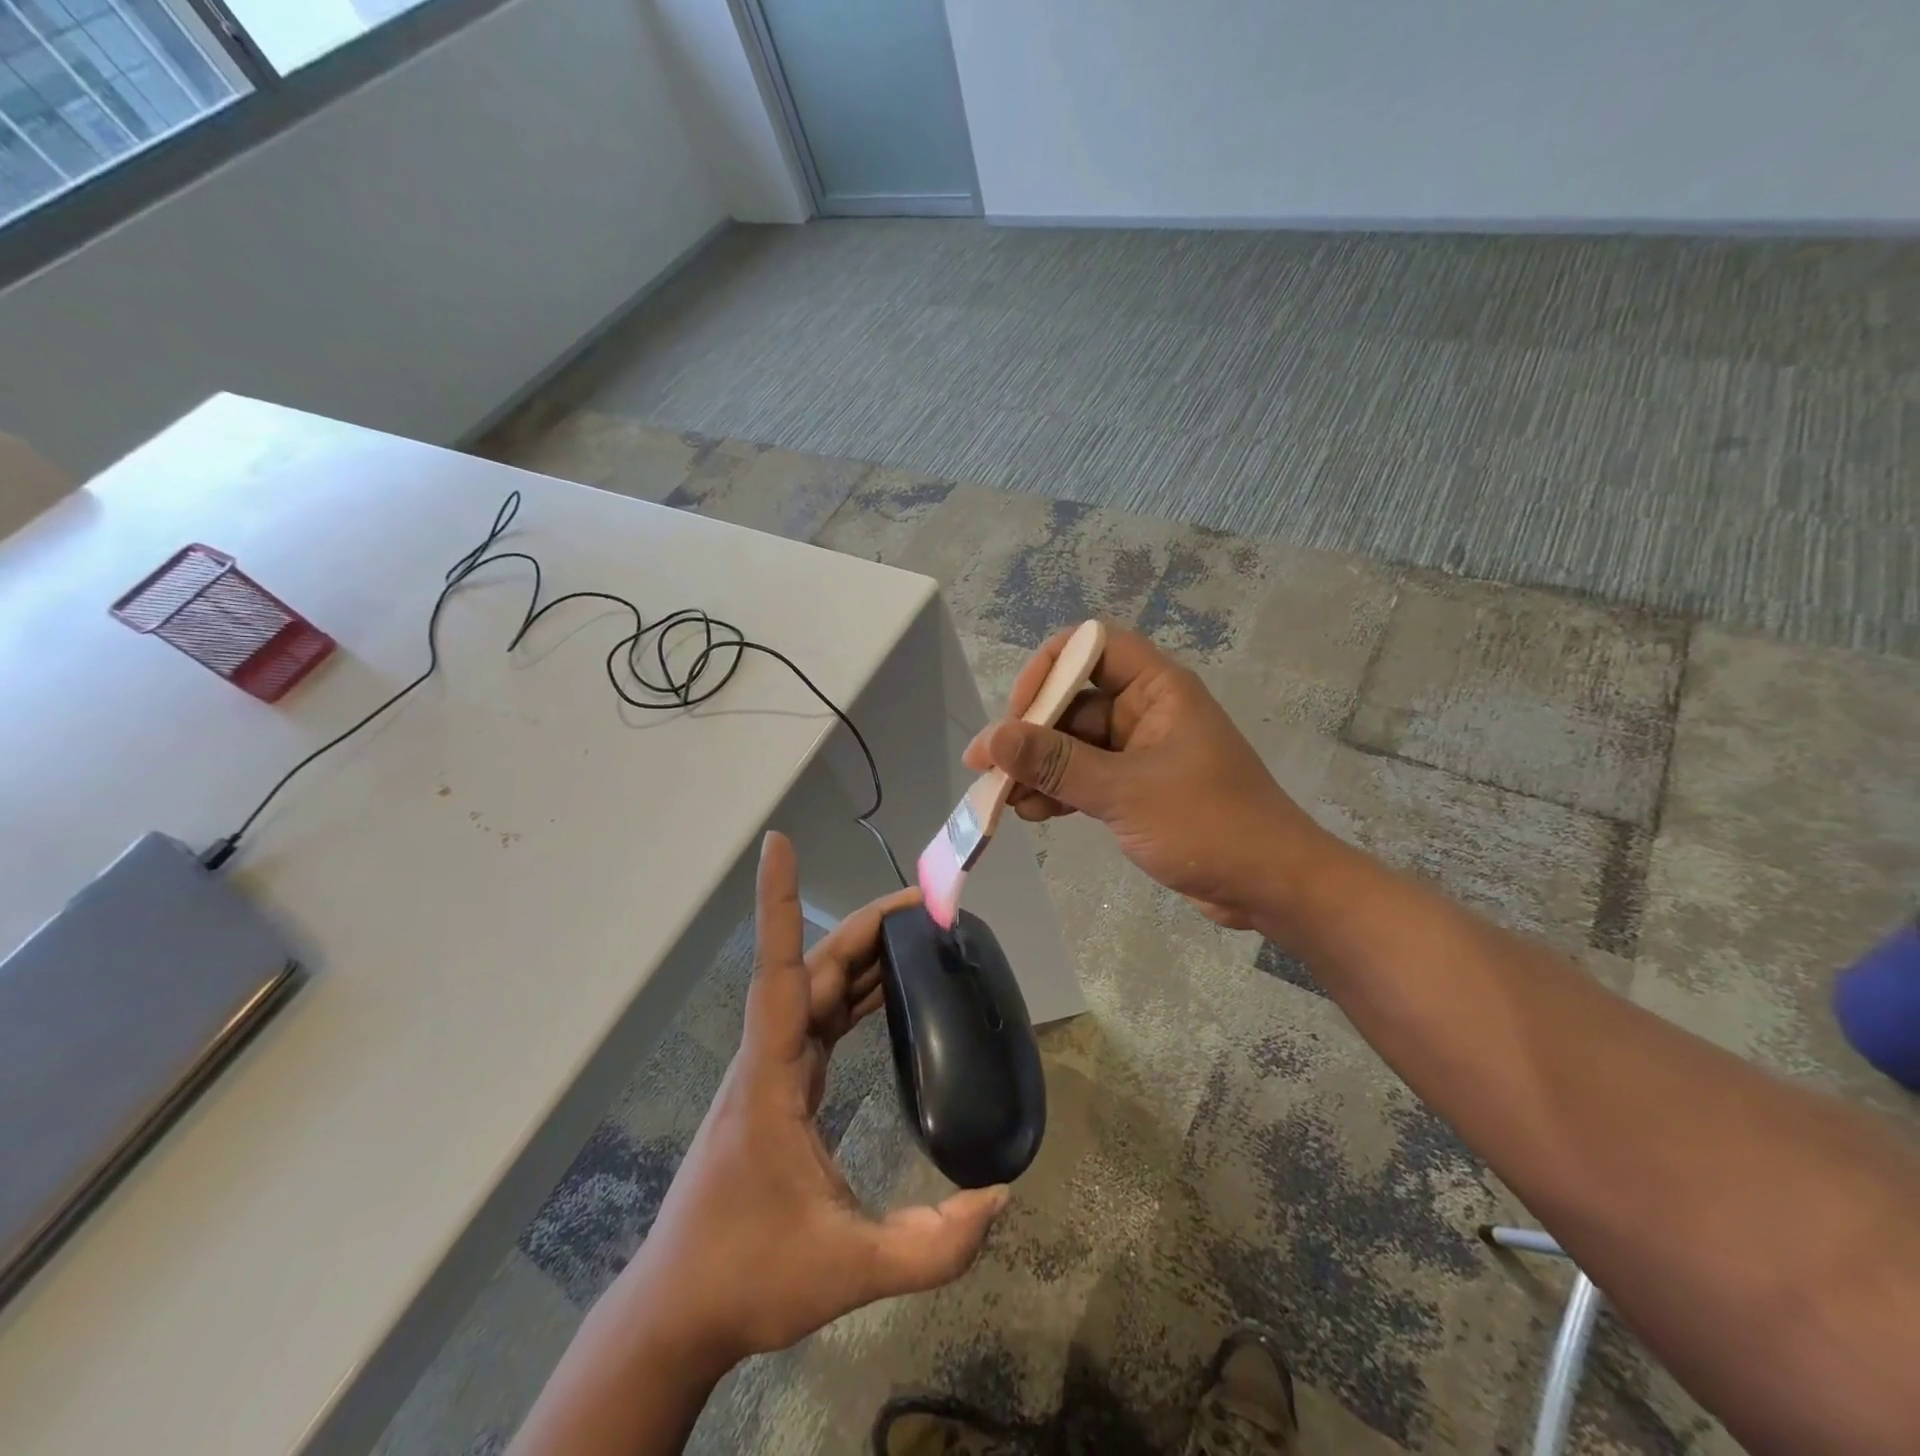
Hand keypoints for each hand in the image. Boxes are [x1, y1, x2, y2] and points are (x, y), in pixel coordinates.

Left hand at [619, 832, 1007, 1373]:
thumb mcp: (846, 1268)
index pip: (779, 971)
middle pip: (813, 968)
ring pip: (815, 990)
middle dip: (867, 929)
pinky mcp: (779, 1087)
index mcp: (772, 1076)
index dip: (778, 903)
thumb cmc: (747, 1278)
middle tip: (927, 905)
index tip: (776, 844)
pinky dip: (852, 995)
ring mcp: (770, 1070)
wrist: (678, 1312)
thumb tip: (1000, 1198)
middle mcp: (767, 1057)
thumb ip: (930, 1246)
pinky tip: (885, 995)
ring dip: (862, 958)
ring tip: (918, 935)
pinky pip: (817, 1019)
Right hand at [963, 625, 1326, 929]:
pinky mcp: (1137, 787)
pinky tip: (1030, 813)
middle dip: (1031, 732)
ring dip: (1038, 768)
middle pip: (1073, 700)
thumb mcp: (1125, 792)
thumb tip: (993, 740)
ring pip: (1073, 744)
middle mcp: (1146, 710)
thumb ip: (1057, 764)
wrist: (1270, 886)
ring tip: (1003, 800)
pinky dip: (1058, 790)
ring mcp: (1140, 751)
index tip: (1019, 713)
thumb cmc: (1208, 825)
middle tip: (990, 767)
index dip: (1049, 669)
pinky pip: (1085, 776)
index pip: (1092, 646)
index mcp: (1157, 689)